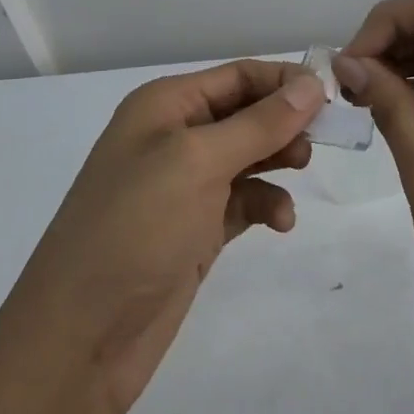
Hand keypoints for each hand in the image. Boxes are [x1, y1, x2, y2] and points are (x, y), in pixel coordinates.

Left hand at [0, 60, 325, 413]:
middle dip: (286, 122)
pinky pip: (243, 200)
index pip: (238, 76)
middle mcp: (173, 137)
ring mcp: (184, 185)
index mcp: (165, 106)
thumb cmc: (136, 228)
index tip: (333, 98)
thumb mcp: (198, 163)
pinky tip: (281, 222)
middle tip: (324, 139)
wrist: (81, 337)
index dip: (285, 81)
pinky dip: (266, 203)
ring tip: (302, 171)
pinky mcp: (195, 227)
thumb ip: (259, 123)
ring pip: (249, 155)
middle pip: (246, 113)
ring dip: (279, 160)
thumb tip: (311, 84)